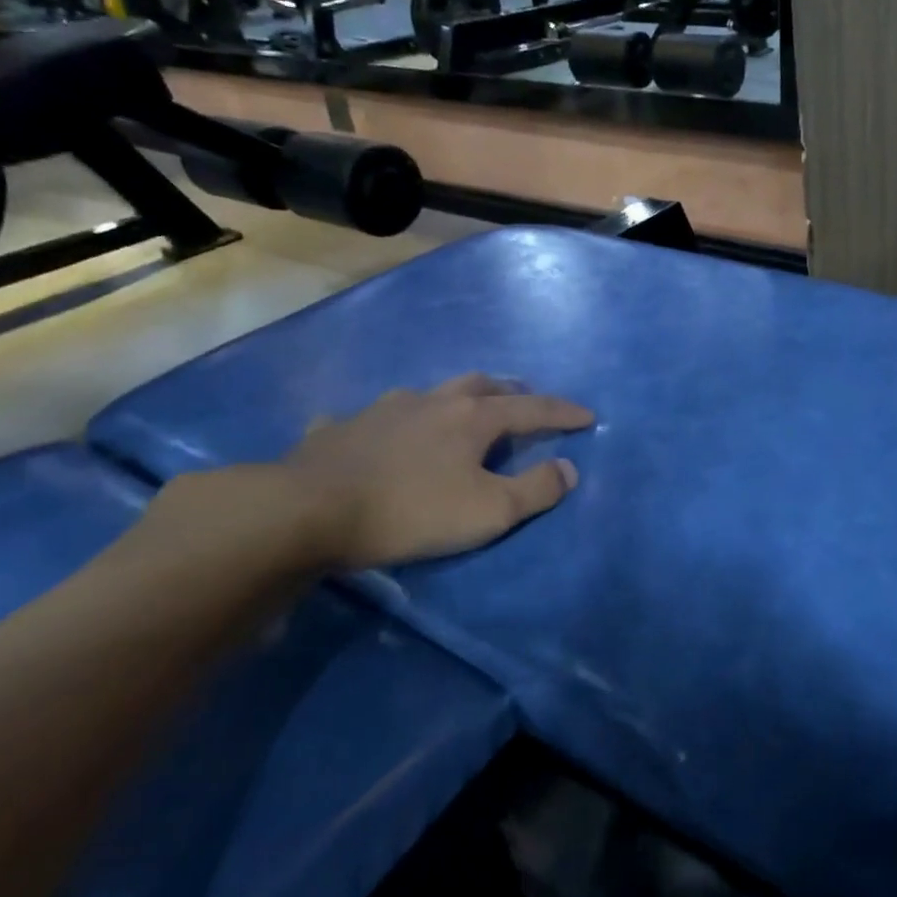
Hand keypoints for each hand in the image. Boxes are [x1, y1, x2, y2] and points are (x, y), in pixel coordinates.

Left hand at [282, 374, 594, 569]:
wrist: (308, 511)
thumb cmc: (412, 510)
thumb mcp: (489, 511)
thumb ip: (535, 489)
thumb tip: (568, 468)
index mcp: (471, 418)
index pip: (531, 408)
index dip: (562, 413)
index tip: (588, 416)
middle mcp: (431, 402)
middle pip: (481, 385)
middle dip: (511, 392)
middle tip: (525, 403)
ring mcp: (382, 410)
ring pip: (430, 394)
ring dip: (455, 400)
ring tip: (461, 414)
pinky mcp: (340, 429)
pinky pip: (373, 419)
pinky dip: (391, 424)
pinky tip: (381, 436)